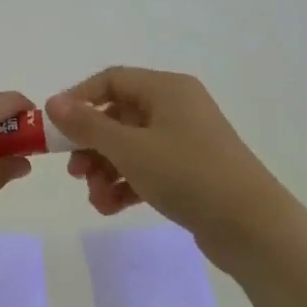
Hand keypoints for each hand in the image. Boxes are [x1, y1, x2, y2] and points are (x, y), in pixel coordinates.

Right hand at [45, 67, 289, 268]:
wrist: (253, 227)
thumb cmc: (188, 174)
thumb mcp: (129, 148)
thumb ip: (87, 125)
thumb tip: (53, 102)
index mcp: (166, 89)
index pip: (111, 80)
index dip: (78, 99)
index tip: (53, 128)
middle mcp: (176, 108)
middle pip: (117, 115)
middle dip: (90, 145)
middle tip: (74, 172)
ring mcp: (185, 141)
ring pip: (130, 146)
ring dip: (105, 170)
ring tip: (96, 198)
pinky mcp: (190, 171)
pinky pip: (147, 168)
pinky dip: (126, 184)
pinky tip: (111, 207)